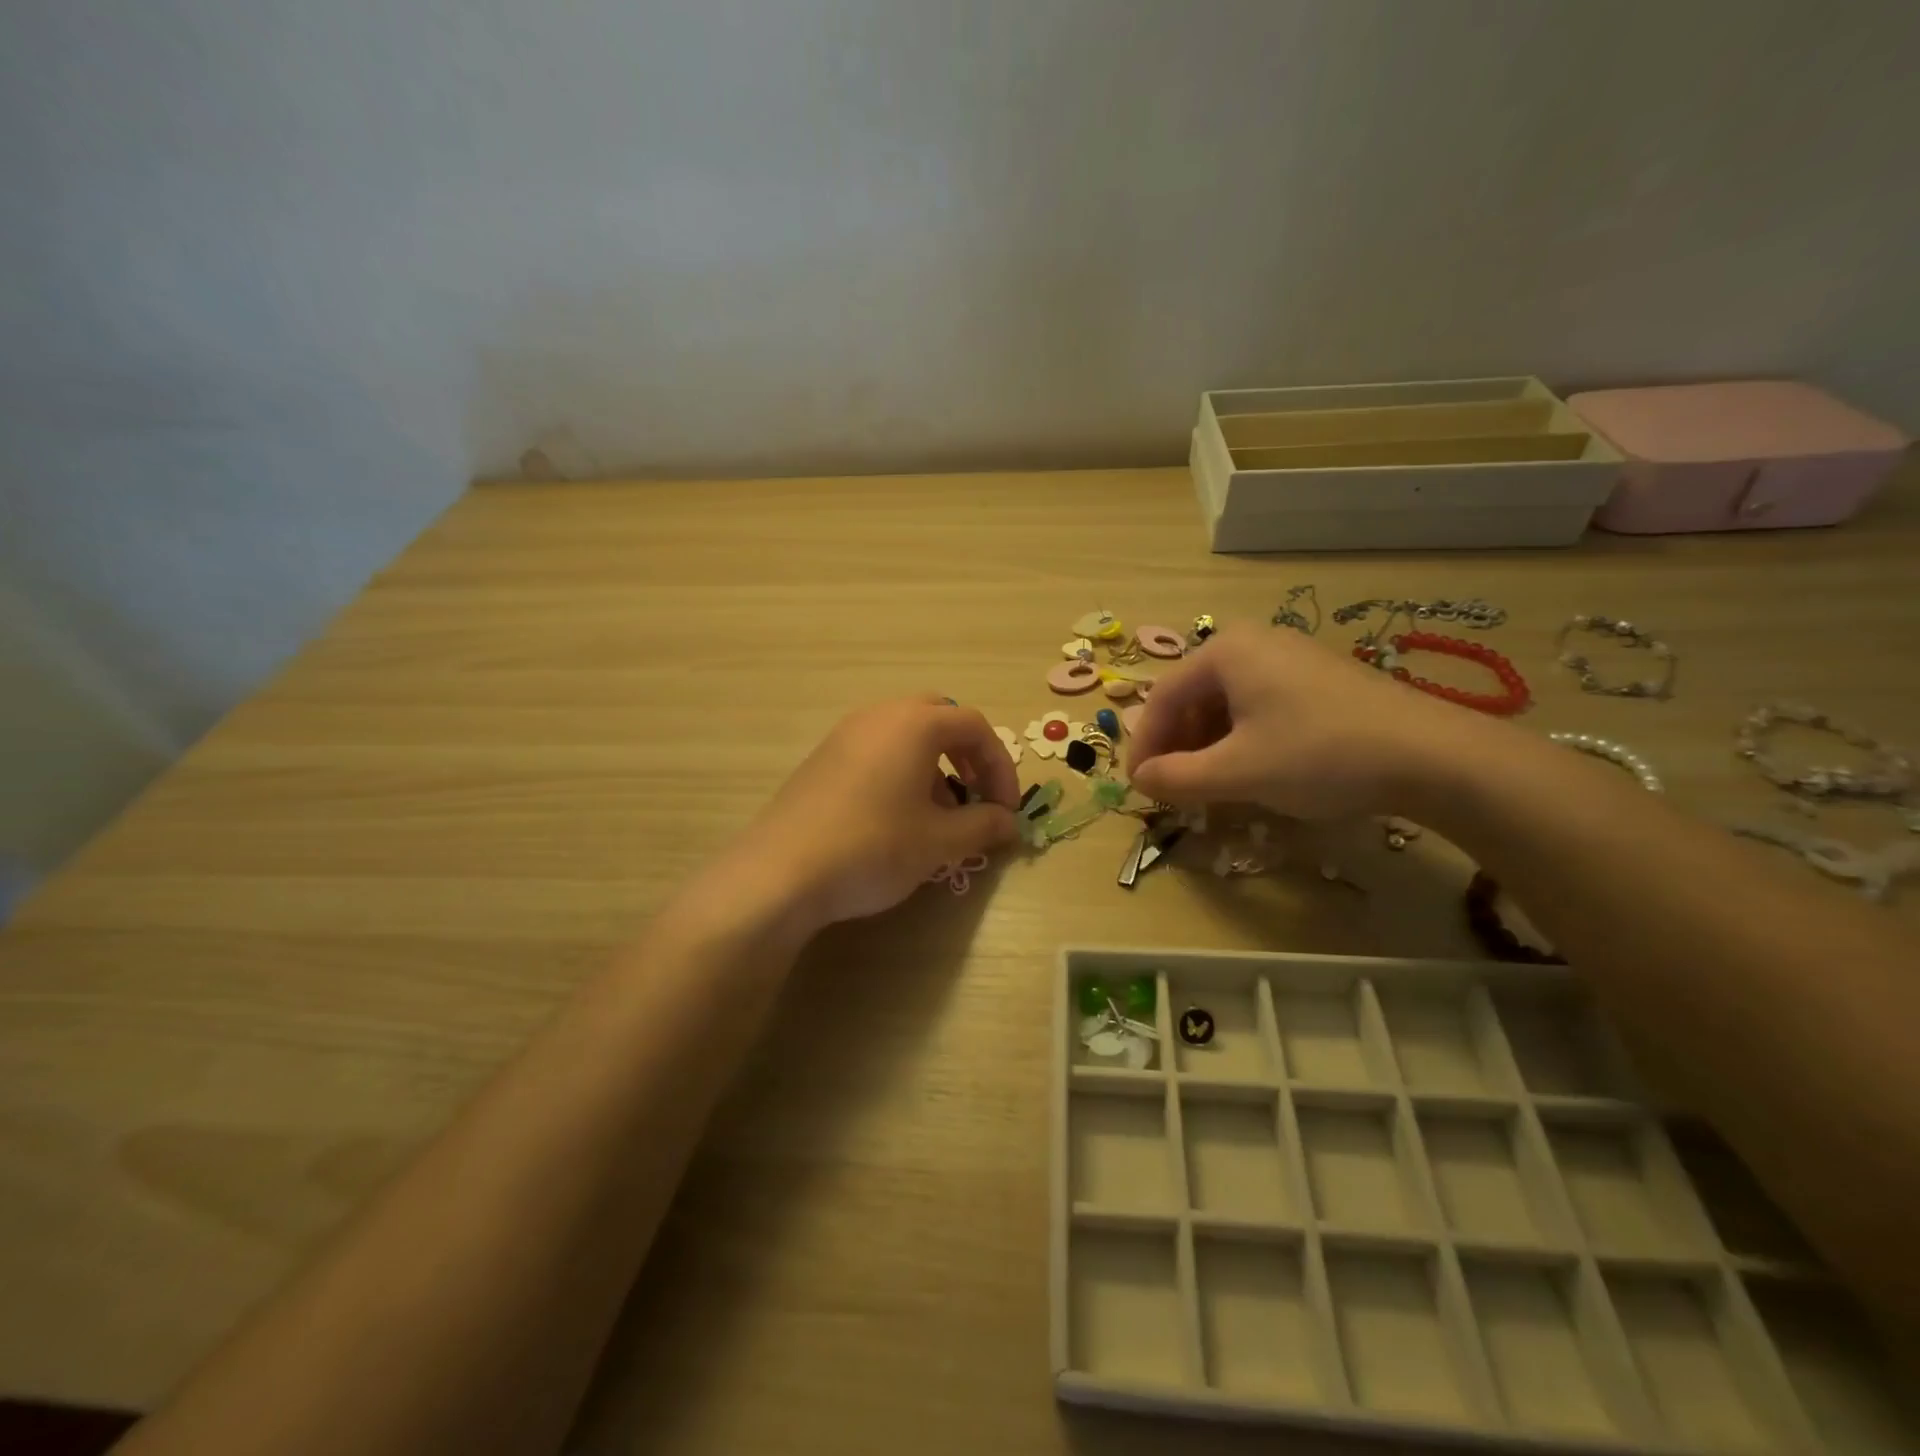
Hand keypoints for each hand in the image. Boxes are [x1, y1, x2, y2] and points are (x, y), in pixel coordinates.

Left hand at [727, 696, 1020, 929]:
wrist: (782, 872)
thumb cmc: (873, 847)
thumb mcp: (940, 842)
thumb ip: (983, 825)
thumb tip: (1009, 822)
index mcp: (914, 724)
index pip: (975, 727)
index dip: (1001, 766)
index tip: (1006, 809)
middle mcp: (879, 716)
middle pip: (939, 717)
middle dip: (967, 754)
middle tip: (974, 795)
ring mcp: (845, 734)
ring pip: (905, 733)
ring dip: (933, 764)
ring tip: (938, 814)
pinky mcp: (822, 759)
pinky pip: (876, 749)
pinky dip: (901, 770)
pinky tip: (897, 817)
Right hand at [1126, 623, 1490, 819]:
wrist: (1432, 756)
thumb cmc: (1318, 754)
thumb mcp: (1237, 772)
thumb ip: (1177, 777)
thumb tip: (1140, 781)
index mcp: (1225, 652)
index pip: (1163, 697)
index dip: (1145, 745)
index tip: (1139, 786)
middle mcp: (1254, 643)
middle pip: (1194, 697)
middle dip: (1178, 745)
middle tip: (1174, 788)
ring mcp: (1292, 658)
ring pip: (1228, 704)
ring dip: (1208, 746)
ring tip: (1210, 785)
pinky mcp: (1320, 680)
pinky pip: (1261, 706)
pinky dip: (1242, 739)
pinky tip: (1252, 771)